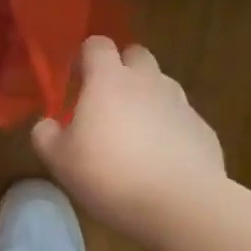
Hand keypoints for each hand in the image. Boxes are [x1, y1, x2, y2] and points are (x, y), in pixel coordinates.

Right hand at [32, 37, 225, 246]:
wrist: (182, 206)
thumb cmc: (111, 175)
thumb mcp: (60, 161)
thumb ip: (46, 135)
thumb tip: (47, 124)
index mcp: (108, 80)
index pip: (97, 44)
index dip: (86, 57)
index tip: (77, 80)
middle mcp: (147, 81)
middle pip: (136, 55)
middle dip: (123, 69)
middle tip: (107, 101)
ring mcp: (180, 104)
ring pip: (162, 86)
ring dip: (147, 98)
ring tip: (135, 134)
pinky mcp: (203, 130)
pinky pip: (181, 118)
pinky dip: (170, 129)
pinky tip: (162, 160)